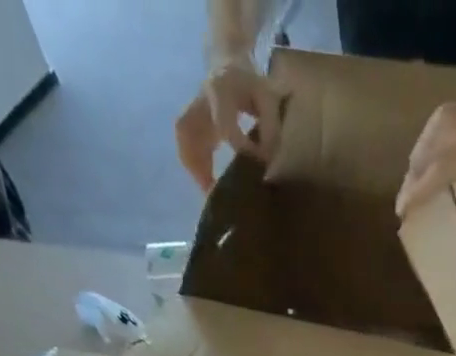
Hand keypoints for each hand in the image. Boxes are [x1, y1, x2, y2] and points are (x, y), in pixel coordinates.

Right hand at [175, 57, 281, 191]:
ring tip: (209, 192)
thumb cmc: (252, 84)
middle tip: (216, 191)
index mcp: (220, 90)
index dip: (240, 148)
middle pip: (190, 132)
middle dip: (201, 163)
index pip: (225, 126)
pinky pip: (186, 144)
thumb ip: (270, 129)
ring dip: (194, 167)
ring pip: (184, 140)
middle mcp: (201, 99)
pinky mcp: (192, 121)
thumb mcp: (268, 99)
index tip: (256, 164)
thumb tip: (266, 162)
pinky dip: (193, 165)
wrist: (229, 63)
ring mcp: (193, 110)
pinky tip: (205, 183)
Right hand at [394, 90, 455, 219]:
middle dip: (410, 185)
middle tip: (407, 204)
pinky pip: (427, 136)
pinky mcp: (447, 110)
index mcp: (453, 160)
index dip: (411, 201)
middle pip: (416, 165)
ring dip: (415, 169)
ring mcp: (442, 120)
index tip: (402, 216)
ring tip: (415, 187)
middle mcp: (442, 138)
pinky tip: (428, 163)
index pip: (424, 184)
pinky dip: (424, 152)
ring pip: (419, 149)